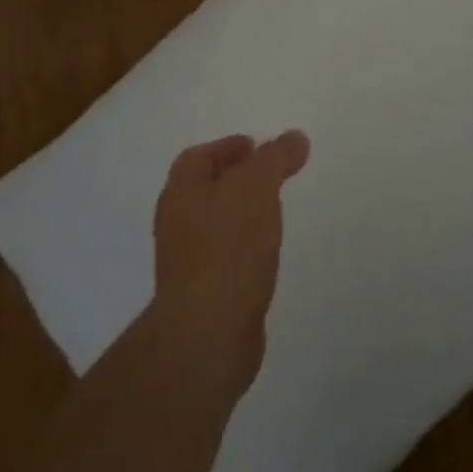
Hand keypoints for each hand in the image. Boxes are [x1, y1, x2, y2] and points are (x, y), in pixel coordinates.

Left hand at [150, 131, 309, 404]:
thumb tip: (295, 138)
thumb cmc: (228, 247)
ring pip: (213, 225)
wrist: (208, 333)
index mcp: (181, 193)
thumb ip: (276, 157)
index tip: (258, 146)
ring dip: (239, 214)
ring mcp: (186, 264)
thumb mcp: (257, 187)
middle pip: (203, 190)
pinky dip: (243, 247)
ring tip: (273, 212)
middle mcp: (177, 224)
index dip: (226, 147)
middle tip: (270, 176)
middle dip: (234, 179)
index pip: (198, 157)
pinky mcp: (203, 296)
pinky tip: (266, 255)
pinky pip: (223, 258)